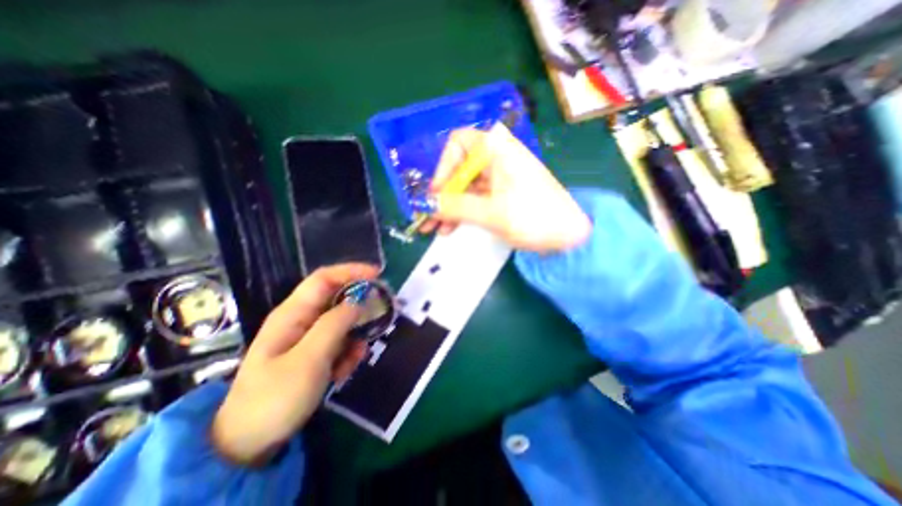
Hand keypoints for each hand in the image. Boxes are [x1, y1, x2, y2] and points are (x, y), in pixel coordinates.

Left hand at [211, 265, 377, 465]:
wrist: (249, 444)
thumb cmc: (275, 397)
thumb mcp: (309, 359)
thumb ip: (335, 325)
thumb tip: (359, 301)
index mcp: (293, 313)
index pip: (324, 279)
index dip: (351, 271)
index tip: (378, 274)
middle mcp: (301, 320)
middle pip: (337, 299)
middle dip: (360, 305)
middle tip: (381, 314)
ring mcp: (308, 337)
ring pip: (342, 323)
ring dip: (354, 336)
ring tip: (355, 358)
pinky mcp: (314, 354)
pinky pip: (339, 342)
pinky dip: (347, 353)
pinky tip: (343, 372)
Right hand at [422, 121, 592, 251]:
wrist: (570, 235)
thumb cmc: (534, 217)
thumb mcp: (491, 212)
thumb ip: (455, 206)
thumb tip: (424, 204)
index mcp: (497, 149)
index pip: (457, 145)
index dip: (442, 169)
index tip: (435, 195)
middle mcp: (496, 157)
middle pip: (458, 169)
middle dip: (441, 195)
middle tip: (426, 219)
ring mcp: (499, 176)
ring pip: (465, 187)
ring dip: (449, 207)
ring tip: (435, 229)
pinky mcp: (502, 193)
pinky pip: (475, 198)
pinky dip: (462, 211)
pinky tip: (451, 228)